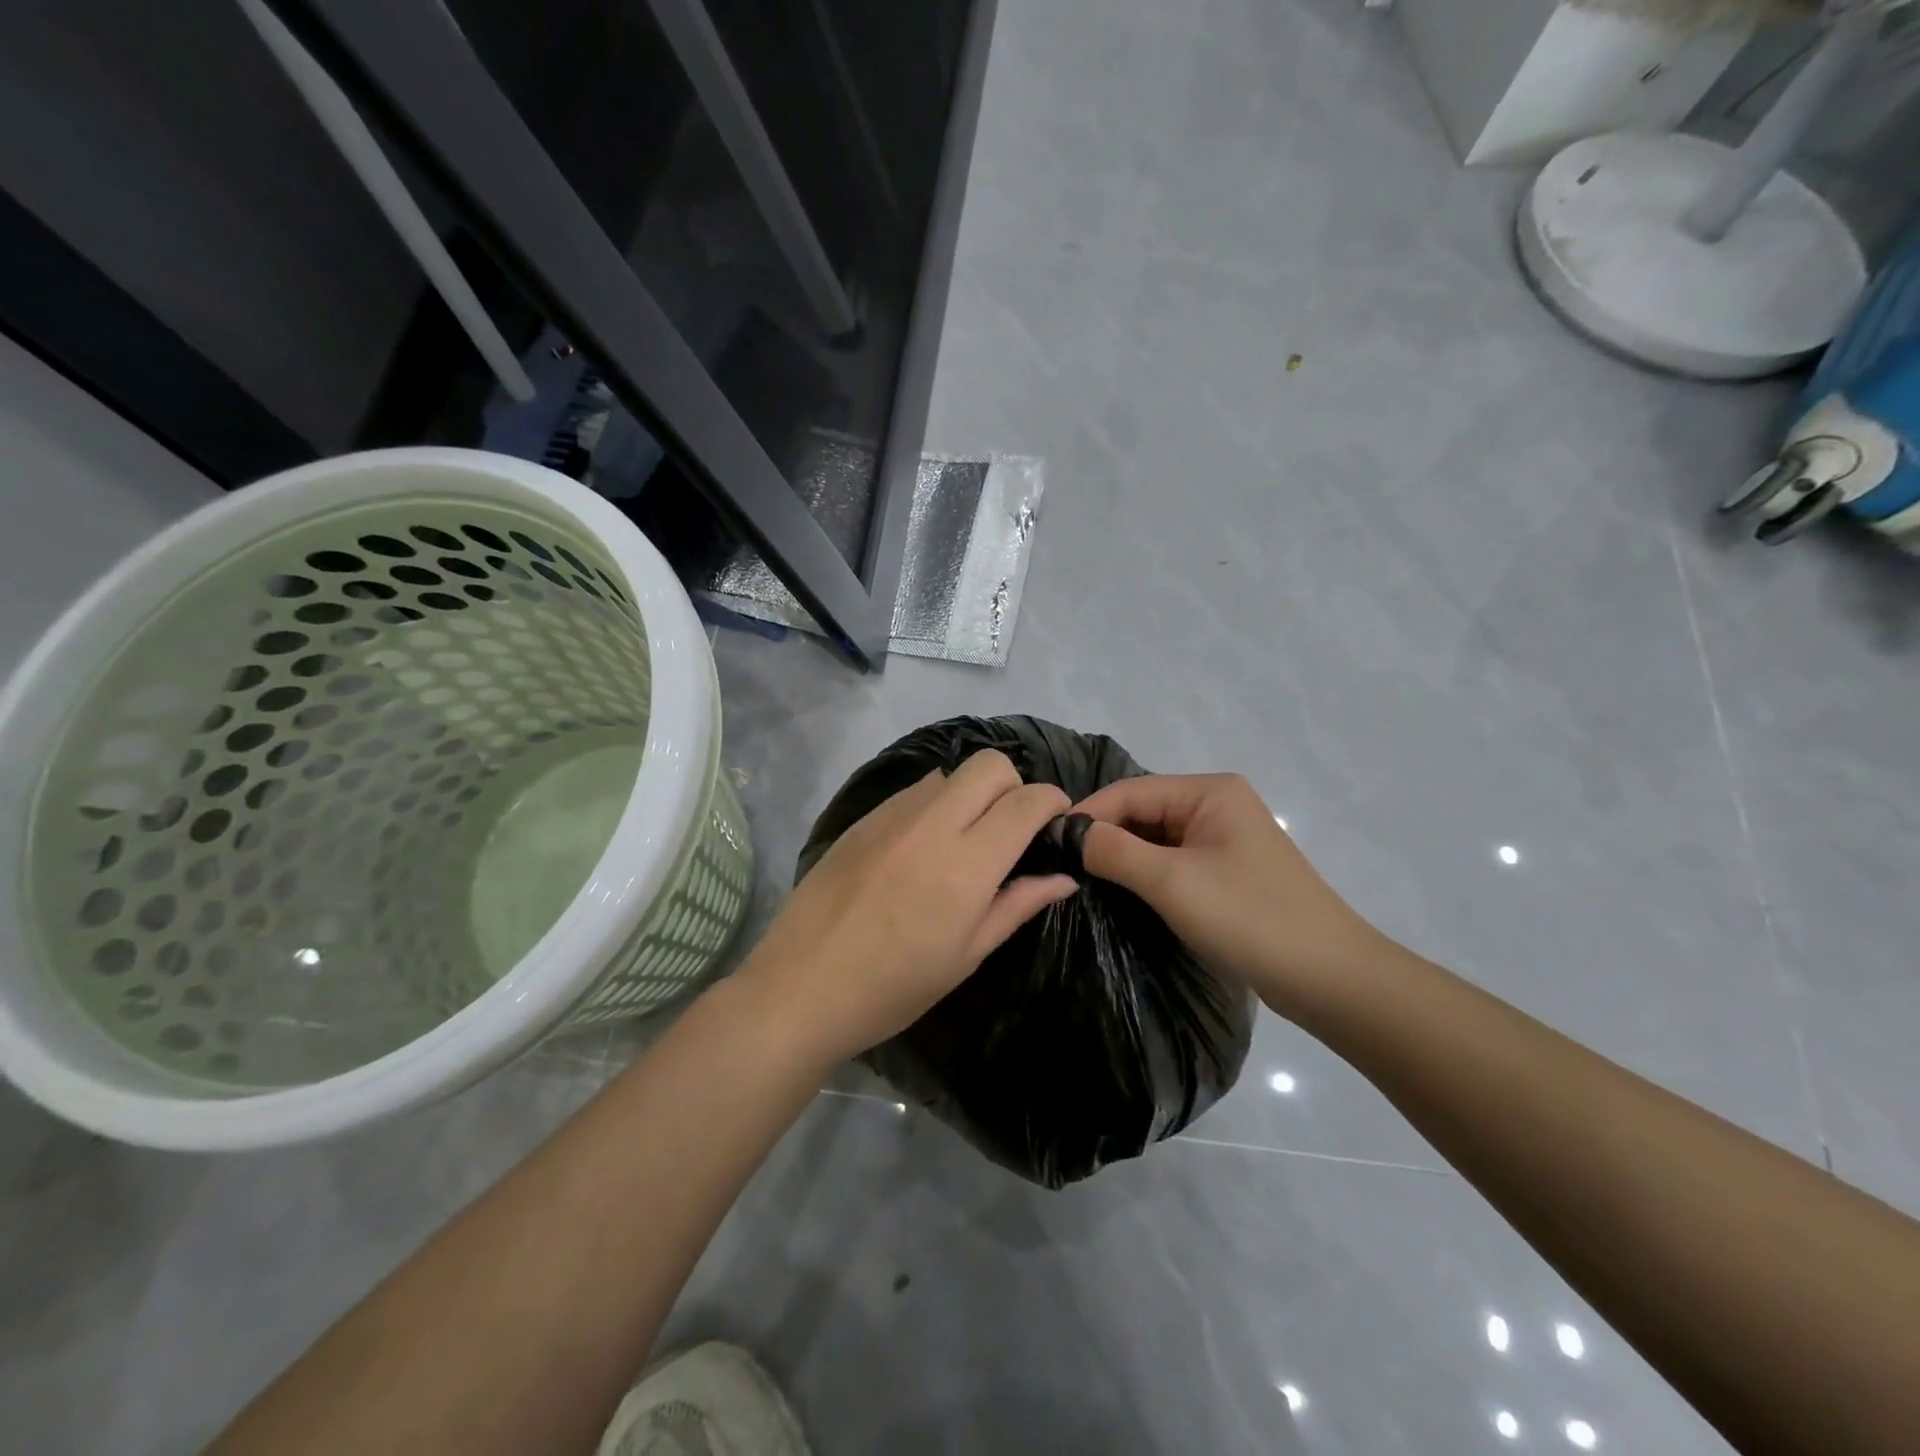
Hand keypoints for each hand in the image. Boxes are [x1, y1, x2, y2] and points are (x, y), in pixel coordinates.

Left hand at [737, 750, 1077, 1067]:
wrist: (800, 987)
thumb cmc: (893, 988)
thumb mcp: (966, 956)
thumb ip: (1018, 905)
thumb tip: (1063, 877)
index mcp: (966, 864)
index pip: (1026, 802)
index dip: (1052, 802)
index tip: (1058, 820)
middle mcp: (932, 824)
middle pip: (990, 765)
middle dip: (1015, 785)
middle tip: (1012, 828)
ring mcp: (892, 816)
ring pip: (950, 773)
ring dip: (972, 794)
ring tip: (963, 839)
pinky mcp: (863, 818)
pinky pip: (914, 791)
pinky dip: (934, 804)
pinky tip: (921, 848)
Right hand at [1075, 773, 1386, 1013]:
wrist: (1330, 978)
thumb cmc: (1249, 918)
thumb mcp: (1172, 882)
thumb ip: (1115, 850)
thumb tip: (1069, 833)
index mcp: (1209, 791)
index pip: (1131, 791)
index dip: (1087, 814)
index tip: (1046, 843)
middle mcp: (1217, 805)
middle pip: (1143, 811)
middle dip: (1104, 836)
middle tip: (1060, 866)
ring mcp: (1225, 839)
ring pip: (1156, 838)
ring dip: (1123, 857)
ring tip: (1082, 881)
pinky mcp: (1228, 872)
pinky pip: (1174, 861)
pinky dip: (1146, 874)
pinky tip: (1122, 894)